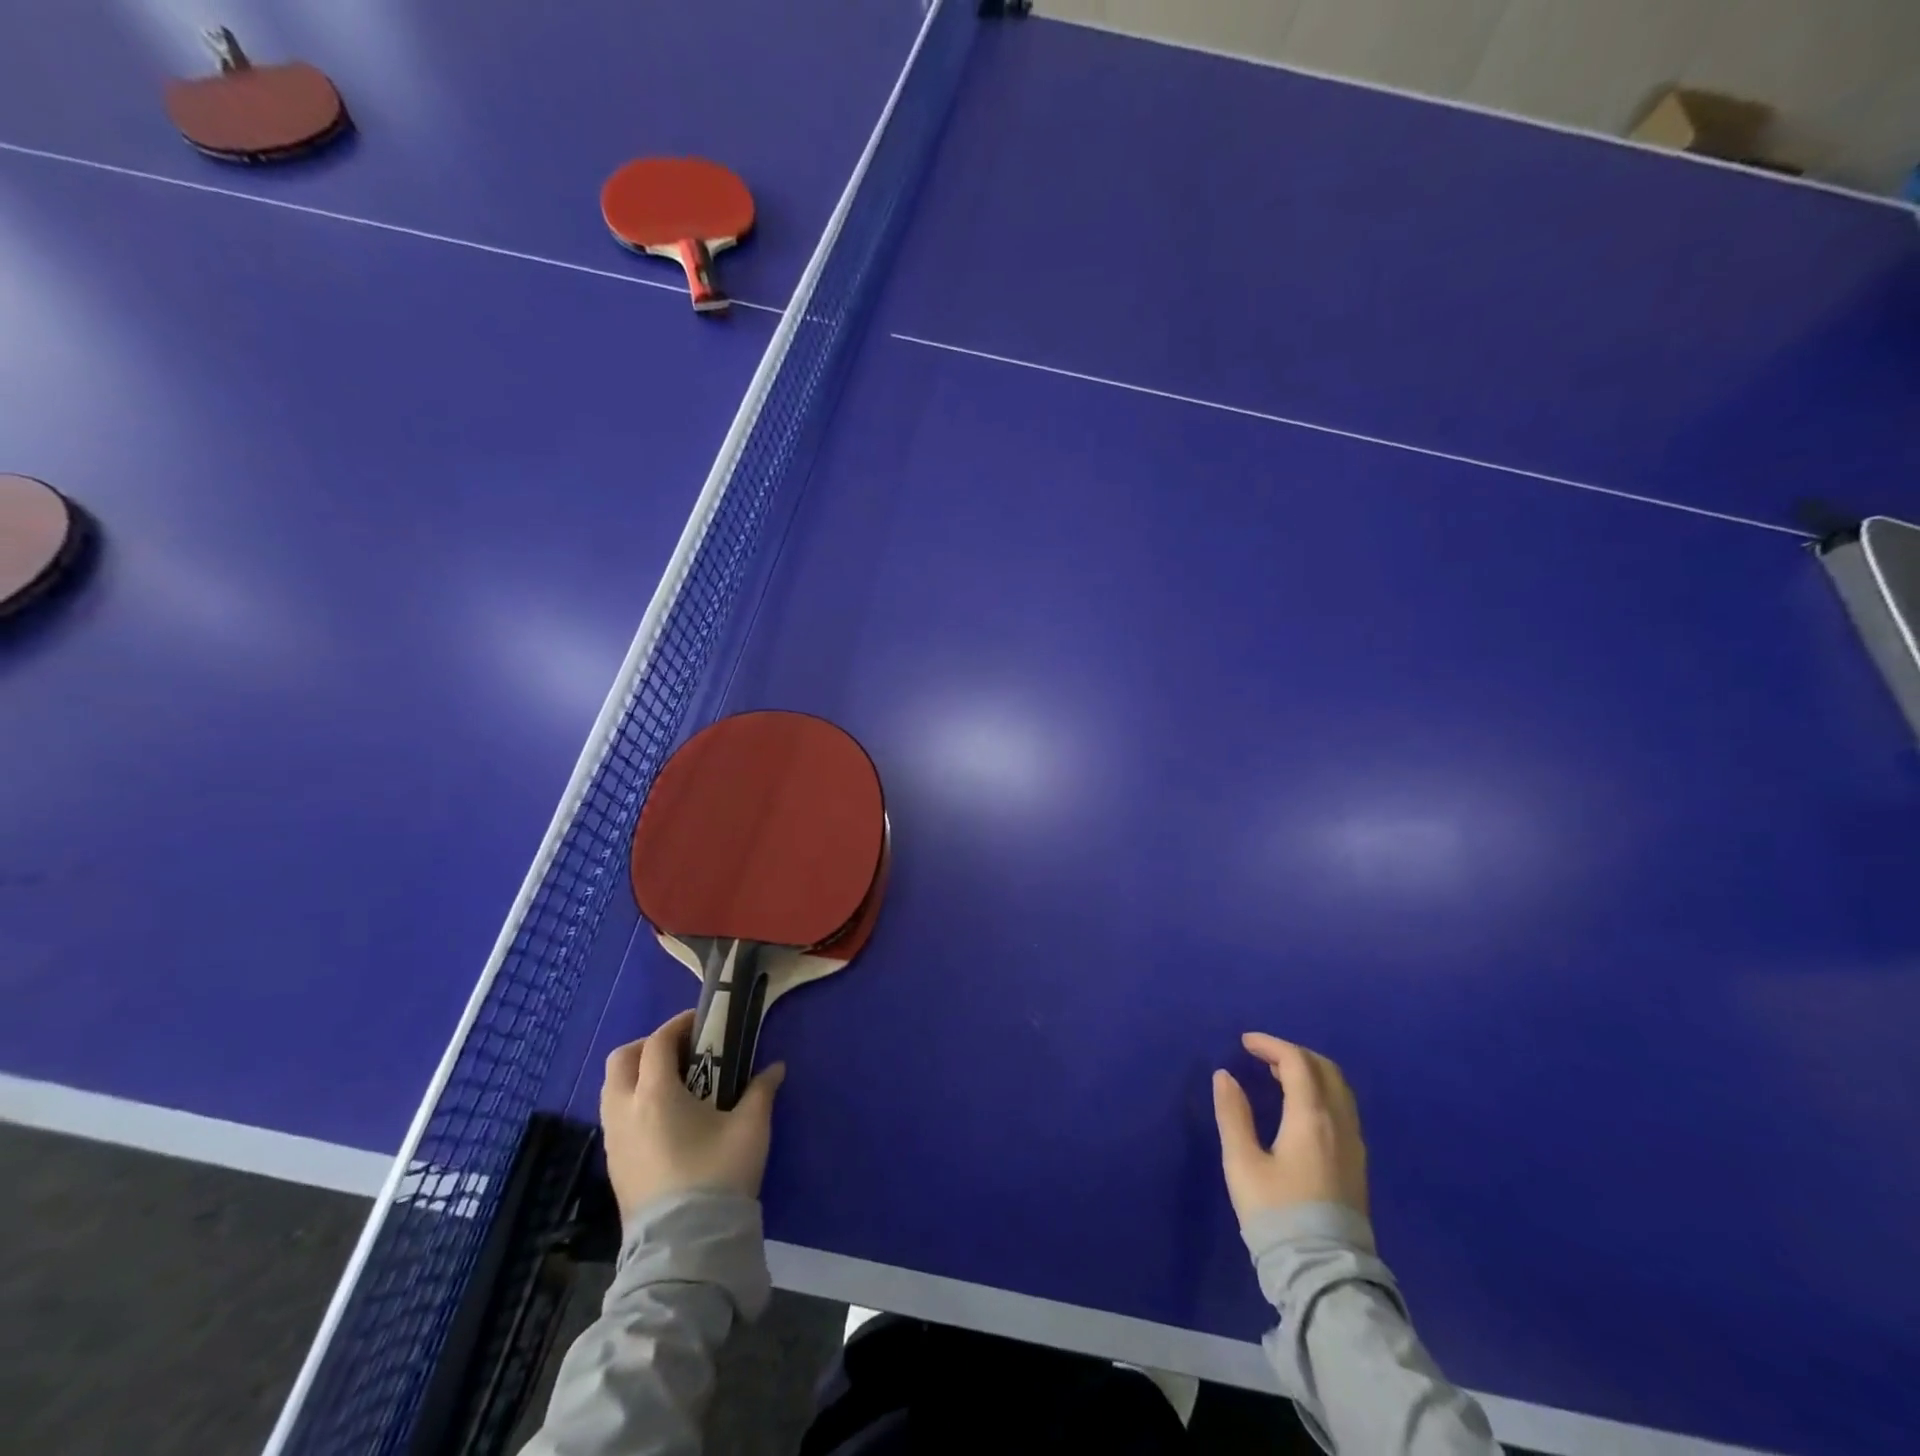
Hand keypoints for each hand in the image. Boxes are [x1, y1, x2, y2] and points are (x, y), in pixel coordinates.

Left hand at [600, 1009, 785, 1220]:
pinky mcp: (614, 1166)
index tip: (702, 1022)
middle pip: (621, 1060)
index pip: (657, 1043)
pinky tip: (664, 1118)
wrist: (686, 1247)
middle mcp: (626, 1111)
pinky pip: (615, 1117)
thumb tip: (775, 1068)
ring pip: (612, 1089)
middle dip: (648, 1046)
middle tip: (681, 1051)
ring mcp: (614, 1141)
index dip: (678, 1026)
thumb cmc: (717, 1176)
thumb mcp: (750, 1128)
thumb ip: (761, 1091)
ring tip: (674, 1083)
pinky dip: (633, 1102)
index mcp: (656, 1094)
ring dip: (637, 1075)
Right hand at [1212, 1032, 1367, 1224]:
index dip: (1270, 1045)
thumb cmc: (1277, 1214)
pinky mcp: (1357, 1164)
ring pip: (1339, 1089)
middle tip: (1262, 1056)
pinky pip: (1343, 1108)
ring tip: (1278, 1077)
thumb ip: (1233, 1114)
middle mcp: (1339, 1124)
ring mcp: (1354, 1145)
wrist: (1324, 1274)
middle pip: (1324, 1069)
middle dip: (1293, 1053)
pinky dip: (1321, 1092)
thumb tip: (1225, 1076)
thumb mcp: (1243, 1163)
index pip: (1296, 1062)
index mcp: (1311, 1118)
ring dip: (1310, 1072)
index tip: (1244, 1044)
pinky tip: (1299, 1108)